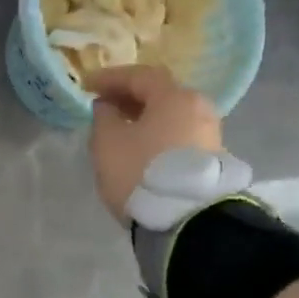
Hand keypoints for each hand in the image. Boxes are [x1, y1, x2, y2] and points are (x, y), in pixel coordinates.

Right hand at [87, 65, 224, 222]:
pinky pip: (178, 135)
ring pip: (170, 116)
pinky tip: (140, 147)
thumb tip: (107, 106)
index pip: (139, 75)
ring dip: (144, 117)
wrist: (187, 221)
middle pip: (160, 94)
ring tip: (120, 128)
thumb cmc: (142, 171)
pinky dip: (157, 134)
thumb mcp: (107, 142)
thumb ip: (103, 116)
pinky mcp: (211, 160)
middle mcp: (199, 108)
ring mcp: (210, 135)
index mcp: (174, 96)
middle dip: (129, 96)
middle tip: (104, 104)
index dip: (110, 78)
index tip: (87, 86)